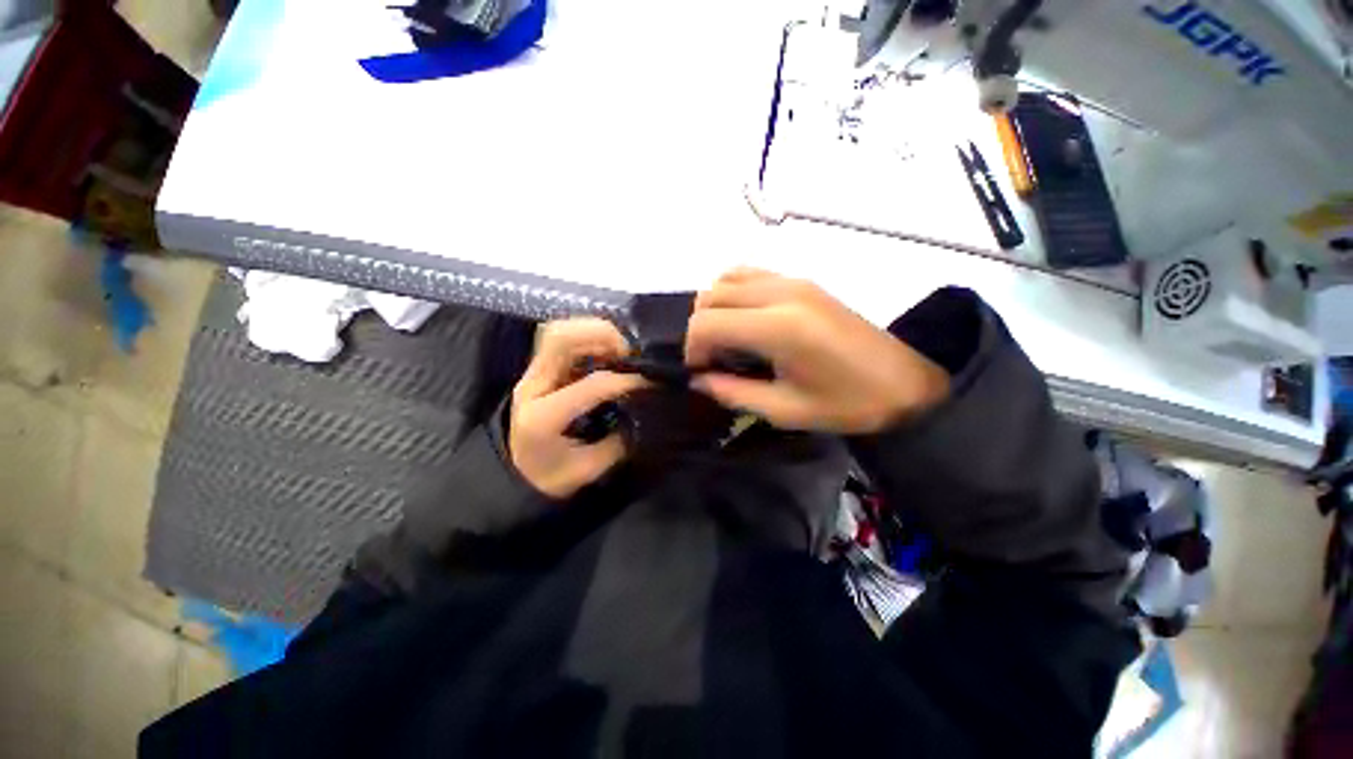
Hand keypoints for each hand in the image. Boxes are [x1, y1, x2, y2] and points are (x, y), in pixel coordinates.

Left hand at [510, 319, 646, 498]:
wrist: (510, 476)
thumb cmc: (547, 477)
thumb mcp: (587, 470)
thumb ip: (618, 443)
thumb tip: (645, 414)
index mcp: (543, 417)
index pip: (590, 384)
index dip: (625, 381)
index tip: (650, 384)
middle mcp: (532, 386)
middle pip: (561, 338)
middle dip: (603, 336)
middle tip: (630, 354)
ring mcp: (532, 374)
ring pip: (559, 331)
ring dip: (595, 332)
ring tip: (620, 350)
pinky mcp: (538, 369)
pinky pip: (563, 339)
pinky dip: (589, 338)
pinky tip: (607, 353)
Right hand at [685, 268, 949, 433]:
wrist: (905, 383)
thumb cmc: (847, 405)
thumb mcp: (784, 410)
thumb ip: (732, 393)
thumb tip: (697, 379)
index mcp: (779, 328)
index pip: (706, 323)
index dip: (692, 348)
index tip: (701, 371)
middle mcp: (781, 293)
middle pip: (710, 296)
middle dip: (699, 329)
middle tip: (713, 360)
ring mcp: (793, 280)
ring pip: (725, 279)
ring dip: (715, 309)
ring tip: (728, 340)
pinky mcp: (802, 280)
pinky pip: (749, 273)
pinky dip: (733, 293)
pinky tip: (745, 321)